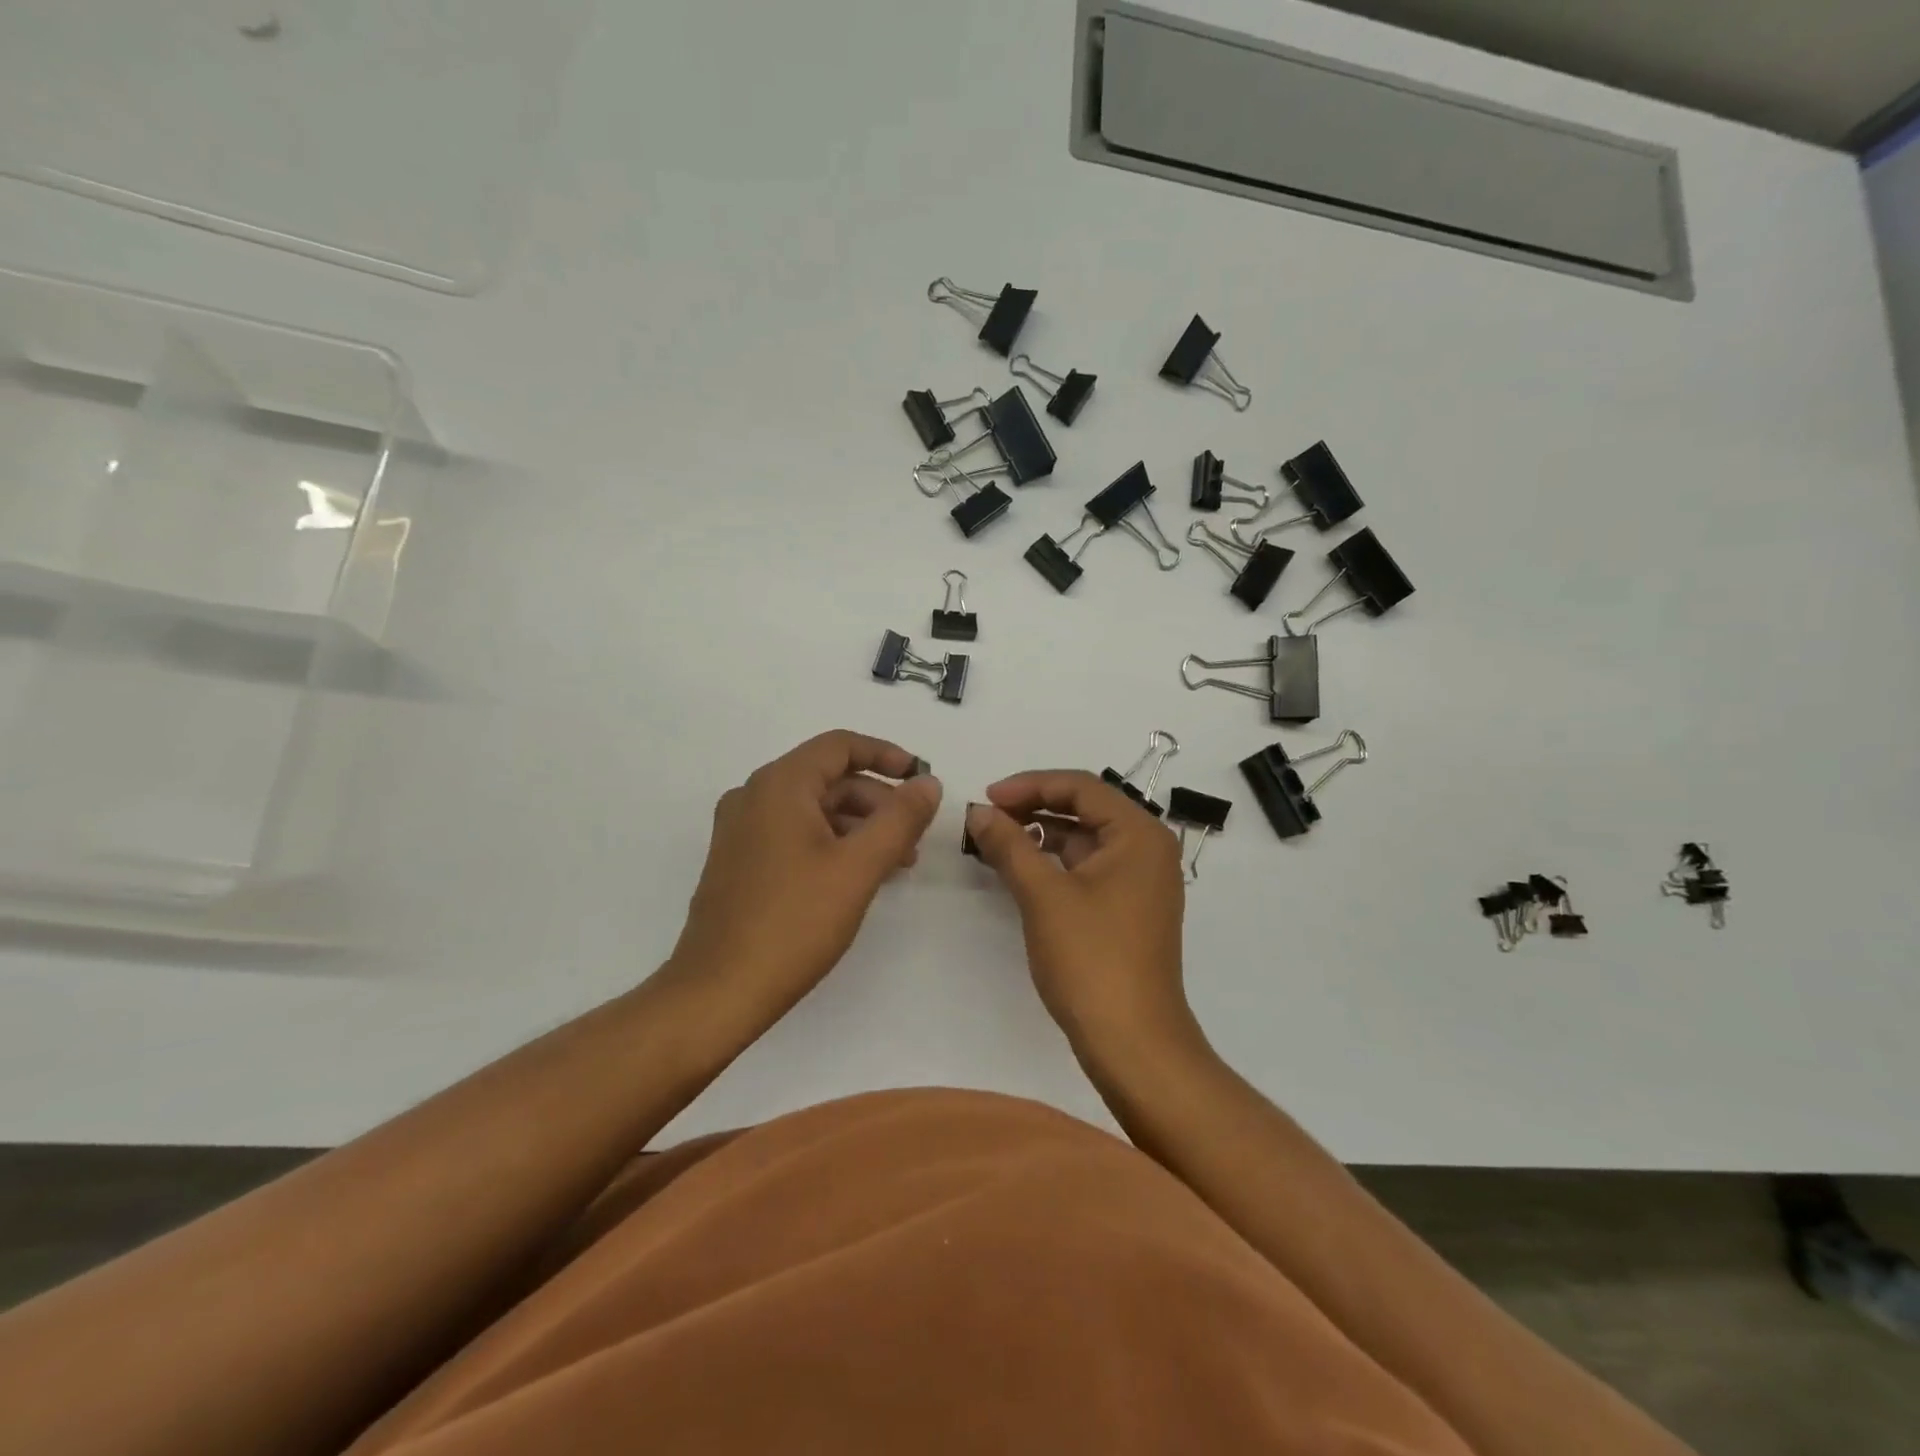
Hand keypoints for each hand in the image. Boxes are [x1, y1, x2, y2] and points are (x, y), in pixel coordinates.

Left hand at [669, 731, 941, 1012]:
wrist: (719, 991)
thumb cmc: (794, 922)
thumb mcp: (859, 866)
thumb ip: (900, 818)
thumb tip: (928, 782)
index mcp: (779, 785)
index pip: (839, 745)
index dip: (886, 755)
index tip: (920, 778)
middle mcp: (754, 796)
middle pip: (828, 778)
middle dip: (877, 801)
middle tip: (913, 836)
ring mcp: (741, 830)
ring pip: (813, 809)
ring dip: (858, 825)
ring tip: (895, 863)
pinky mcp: (738, 862)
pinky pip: (793, 833)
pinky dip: (831, 843)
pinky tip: (856, 877)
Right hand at [964, 772, 1190, 1057]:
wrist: (1133, 1042)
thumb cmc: (1091, 959)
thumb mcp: (1043, 896)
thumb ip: (1010, 845)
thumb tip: (978, 812)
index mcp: (1139, 834)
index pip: (1080, 786)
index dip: (1029, 785)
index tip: (987, 797)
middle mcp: (1147, 849)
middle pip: (1085, 809)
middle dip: (1034, 807)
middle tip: (988, 817)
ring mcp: (1141, 880)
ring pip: (1085, 840)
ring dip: (1041, 835)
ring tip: (996, 840)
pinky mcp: (1129, 907)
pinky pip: (1088, 868)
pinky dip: (1054, 863)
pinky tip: (1021, 870)